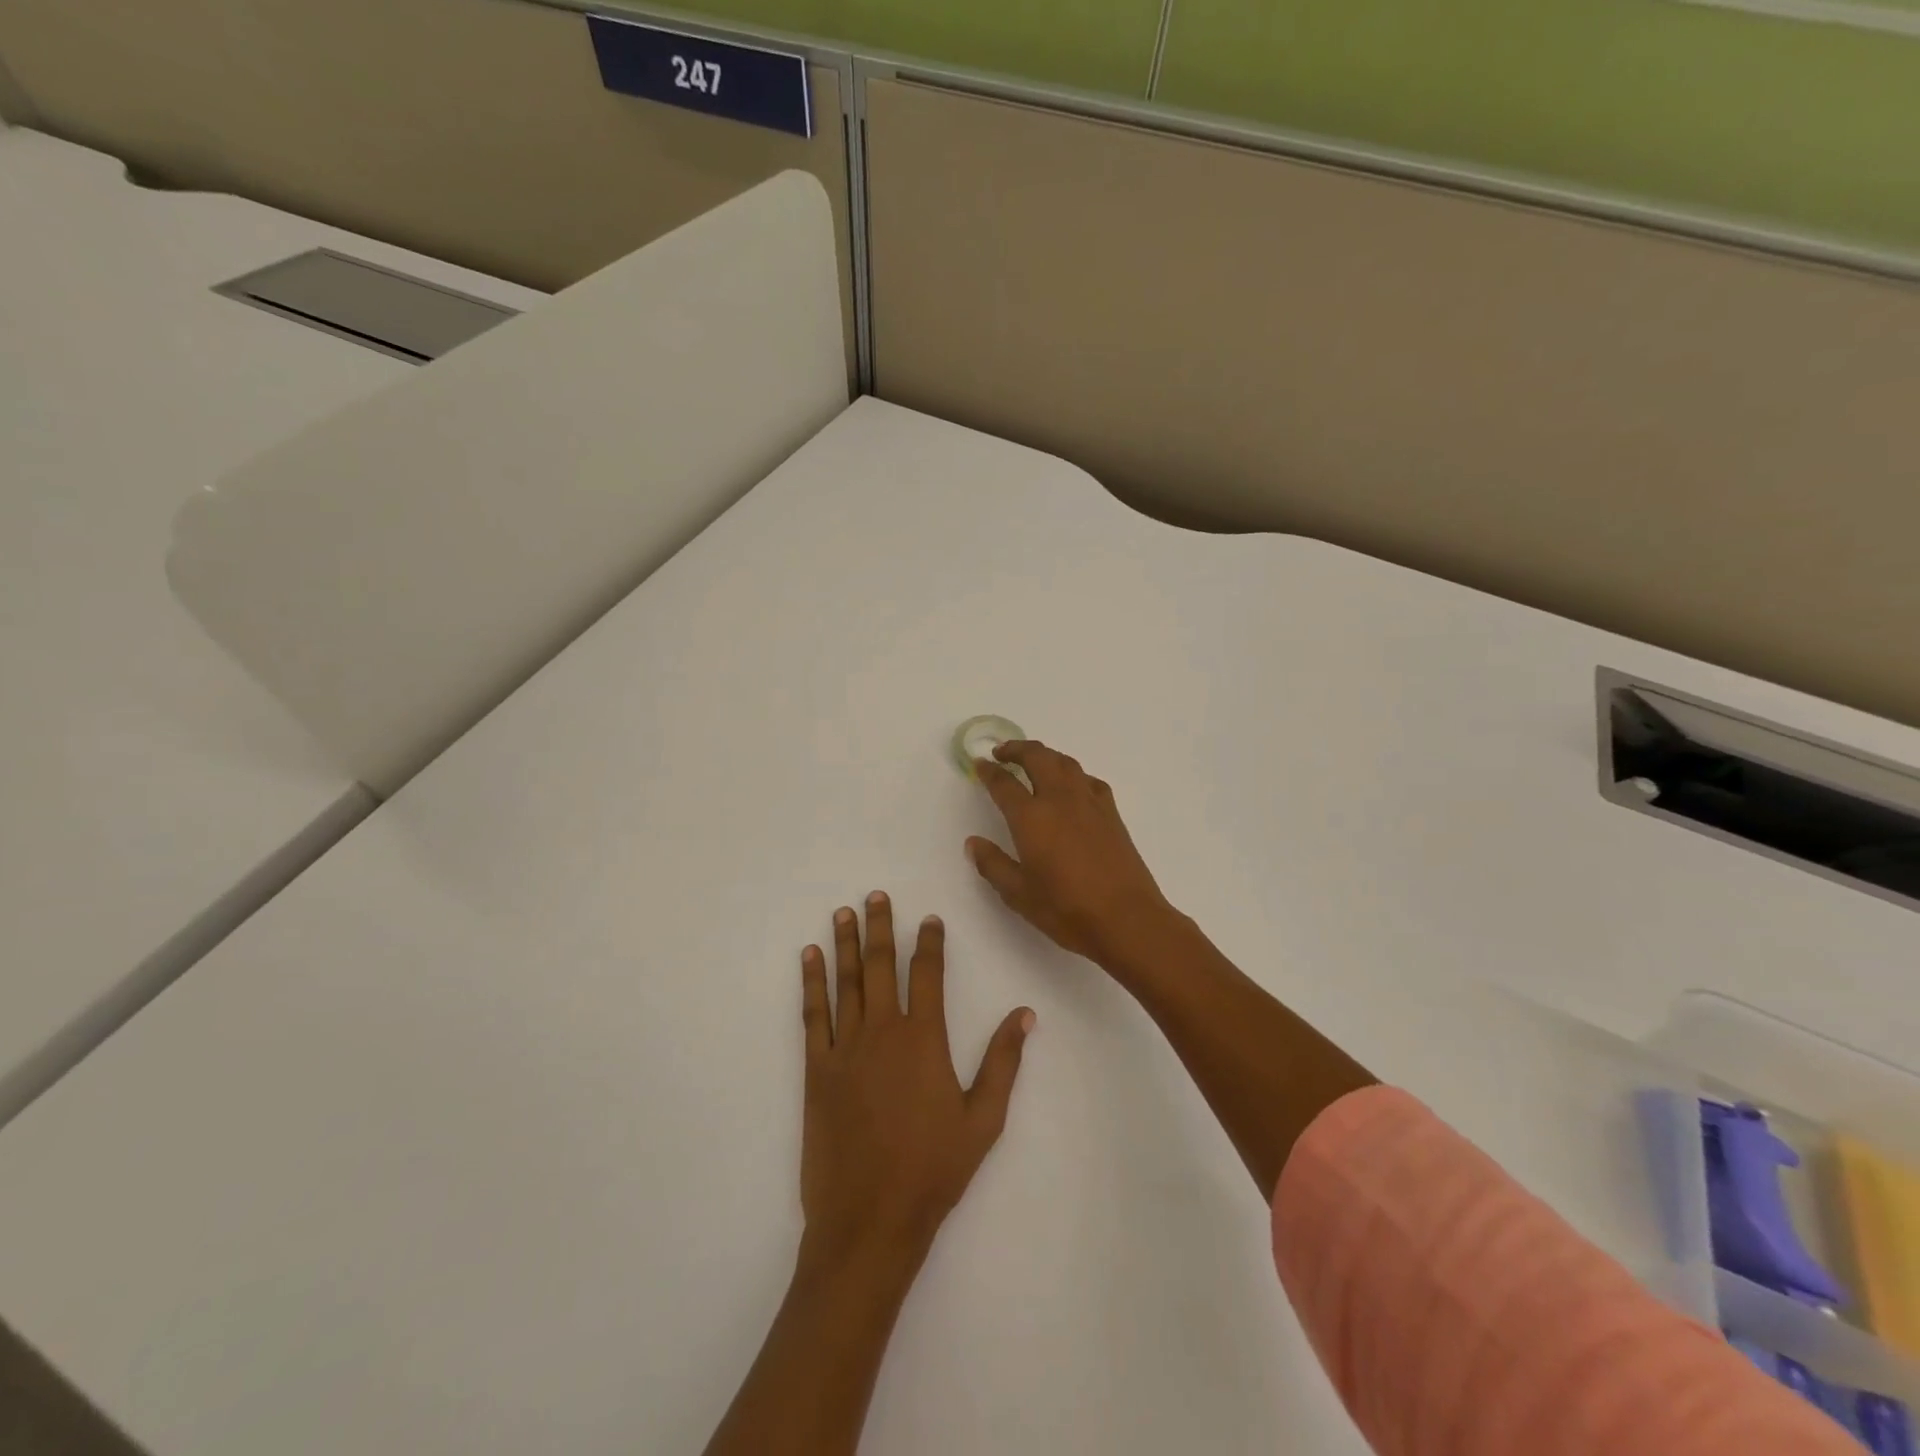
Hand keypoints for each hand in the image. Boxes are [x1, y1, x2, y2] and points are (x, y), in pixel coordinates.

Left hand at [799, 892, 1033, 1267]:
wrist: (870, 1220)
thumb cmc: (933, 1170)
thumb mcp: (984, 1120)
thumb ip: (1004, 1062)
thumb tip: (1025, 1014)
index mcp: (924, 1039)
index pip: (928, 974)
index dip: (929, 943)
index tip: (930, 919)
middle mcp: (883, 1031)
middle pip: (880, 965)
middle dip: (880, 927)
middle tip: (876, 895)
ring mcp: (846, 1048)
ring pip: (846, 981)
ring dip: (845, 943)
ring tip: (844, 911)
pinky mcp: (817, 1070)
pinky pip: (813, 1015)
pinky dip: (811, 982)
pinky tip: (810, 958)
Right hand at [966, 740, 1177, 967]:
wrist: (1127, 919)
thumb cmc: (1067, 909)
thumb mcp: (1019, 894)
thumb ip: (993, 864)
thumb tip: (974, 843)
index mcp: (1031, 817)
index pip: (1004, 784)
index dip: (989, 771)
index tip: (979, 764)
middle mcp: (1060, 799)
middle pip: (1037, 757)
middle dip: (1017, 749)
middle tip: (1002, 752)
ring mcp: (1089, 803)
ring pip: (1065, 762)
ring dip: (1045, 755)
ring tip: (1033, 761)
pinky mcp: (1111, 813)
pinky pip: (1088, 780)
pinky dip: (1073, 774)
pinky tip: (1071, 786)